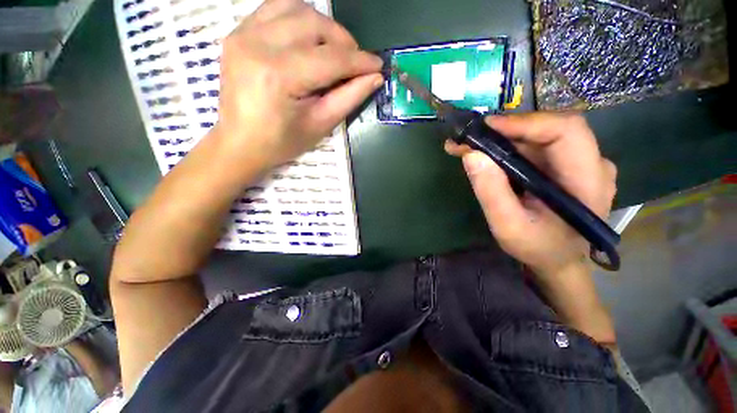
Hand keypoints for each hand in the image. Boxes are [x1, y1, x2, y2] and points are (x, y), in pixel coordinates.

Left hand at [214, 0, 383, 171]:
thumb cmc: (281, 142)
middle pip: (314, 24)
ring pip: (296, 8)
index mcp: (279, 76)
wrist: (239, 143)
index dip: (359, 61)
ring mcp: (244, 33)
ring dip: (323, 26)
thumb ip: (348, 98)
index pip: (330, 59)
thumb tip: (374, 78)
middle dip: (343, 41)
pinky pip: (275, 9)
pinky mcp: (238, 32)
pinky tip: (308, 40)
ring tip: (333, 50)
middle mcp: (258, 44)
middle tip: (354, 62)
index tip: (378, 65)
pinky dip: (299, 19)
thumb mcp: (320, 125)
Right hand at [446, 113, 616, 276]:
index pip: (566, 131)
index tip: (486, 127)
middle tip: (468, 138)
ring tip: (468, 146)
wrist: (558, 260)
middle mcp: (590, 163)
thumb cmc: (538, 248)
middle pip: (549, 129)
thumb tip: (471, 155)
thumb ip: (491, 192)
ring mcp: (579, 163)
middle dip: (505, 130)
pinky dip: (507, 147)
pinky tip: (484, 153)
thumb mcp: (509, 226)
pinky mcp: (564, 165)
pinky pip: (535, 147)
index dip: (526, 123)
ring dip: (501, 138)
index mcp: (588, 180)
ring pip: (538, 136)